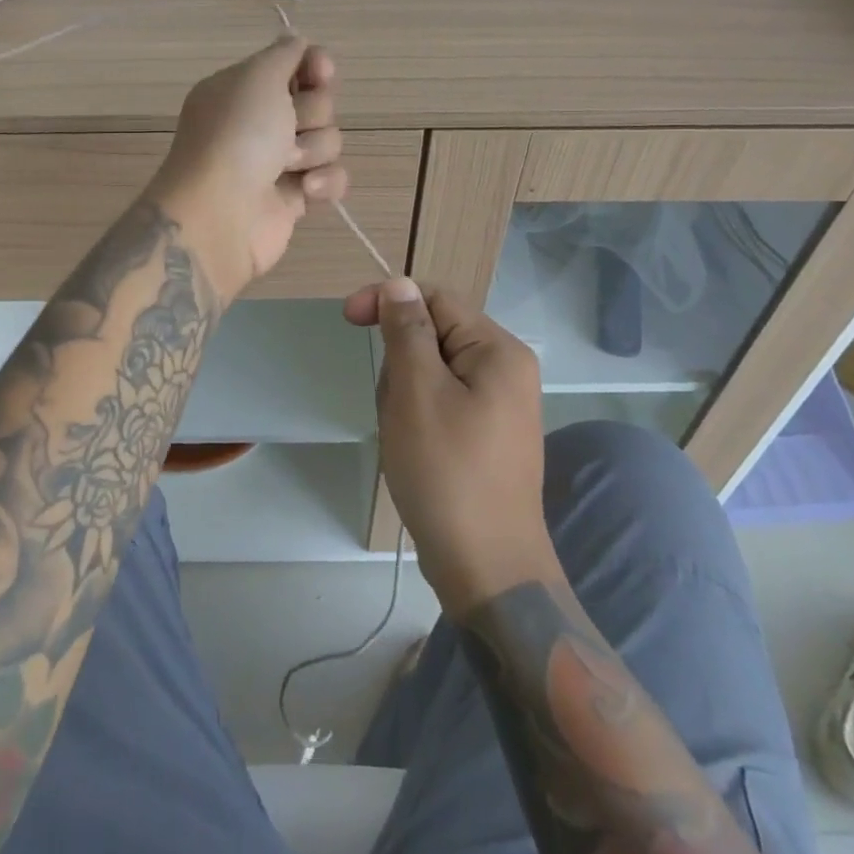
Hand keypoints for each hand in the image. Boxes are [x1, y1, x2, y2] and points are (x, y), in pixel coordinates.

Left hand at [147, 37, 348, 303]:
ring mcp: (277, 162)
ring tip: (287, 166)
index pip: (294, 65)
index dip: (314, 66)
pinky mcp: (295, 198)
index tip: (320, 72)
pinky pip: (333, 179)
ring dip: (314, 150)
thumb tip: (298, 43)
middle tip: (289, 128)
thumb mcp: (257, 77)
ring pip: (329, 141)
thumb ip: (284, 54)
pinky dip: (324, 183)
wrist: (221, 214)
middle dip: (312, 113)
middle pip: (318, 102)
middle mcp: (259, 122)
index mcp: (243, 89)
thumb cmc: (237, 136)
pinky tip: (305, 191)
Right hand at [345, 279, 554, 613]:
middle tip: (391, 405)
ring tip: (403, 435)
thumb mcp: (416, 391)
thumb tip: (400, 284)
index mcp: (497, 350)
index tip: (347, 318)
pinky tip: (414, 449)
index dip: (390, 299)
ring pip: (432, 371)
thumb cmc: (447, 472)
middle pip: (434, 334)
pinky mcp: (487, 434)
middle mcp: (506, 369)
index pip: (436, 298)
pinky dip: (417, 415)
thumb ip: (407, 330)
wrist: (487, 568)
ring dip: (404, 392)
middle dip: (399, 360)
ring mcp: (499, 405)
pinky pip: (441, 401)